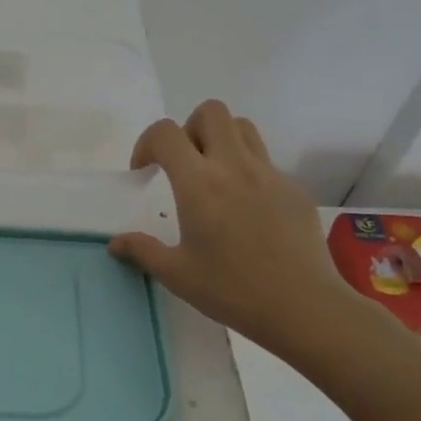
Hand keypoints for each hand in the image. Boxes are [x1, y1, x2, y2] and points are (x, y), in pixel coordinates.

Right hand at [110, 100, 377, 362]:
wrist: (304, 308)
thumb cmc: (233, 291)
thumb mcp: (177, 275)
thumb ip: (142, 251)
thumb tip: (116, 243)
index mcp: (199, 184)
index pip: (166, 133)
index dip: (147, 143)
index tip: (144, 171)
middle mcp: (234, 166)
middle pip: (210, 112)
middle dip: (188, 129)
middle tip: (182, 165)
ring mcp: (270, 174)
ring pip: (243, 127)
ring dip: (221, 139)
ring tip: (213, 176)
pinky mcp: (294, 189)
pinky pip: (266, 162)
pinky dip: (247, 171)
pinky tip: (247, 211)